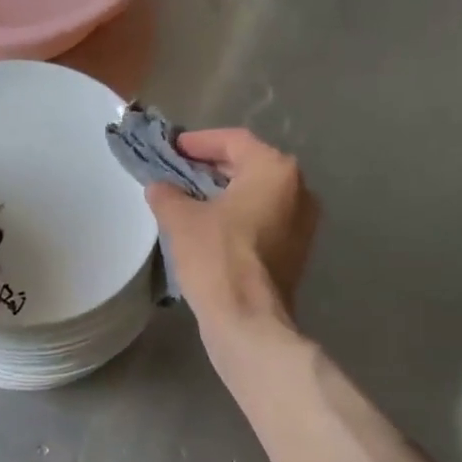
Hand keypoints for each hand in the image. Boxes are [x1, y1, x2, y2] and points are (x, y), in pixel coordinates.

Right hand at [146, 128, 318, 334]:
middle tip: (178, 171)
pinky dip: (238, 216)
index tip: (172, 148)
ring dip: (225, 193)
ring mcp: (302, 223)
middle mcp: (298, 190)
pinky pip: (264, 220)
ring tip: (190, 198)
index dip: (199, 141)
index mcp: (275, 171)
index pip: (234, 141)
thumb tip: (159, 186)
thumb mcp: (180, 219)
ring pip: (258, 194)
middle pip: (250, 165)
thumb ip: (167, 193)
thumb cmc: (216, 259)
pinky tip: (210, 227)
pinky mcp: (295, 252)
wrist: (247, 320)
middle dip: (212, 166)